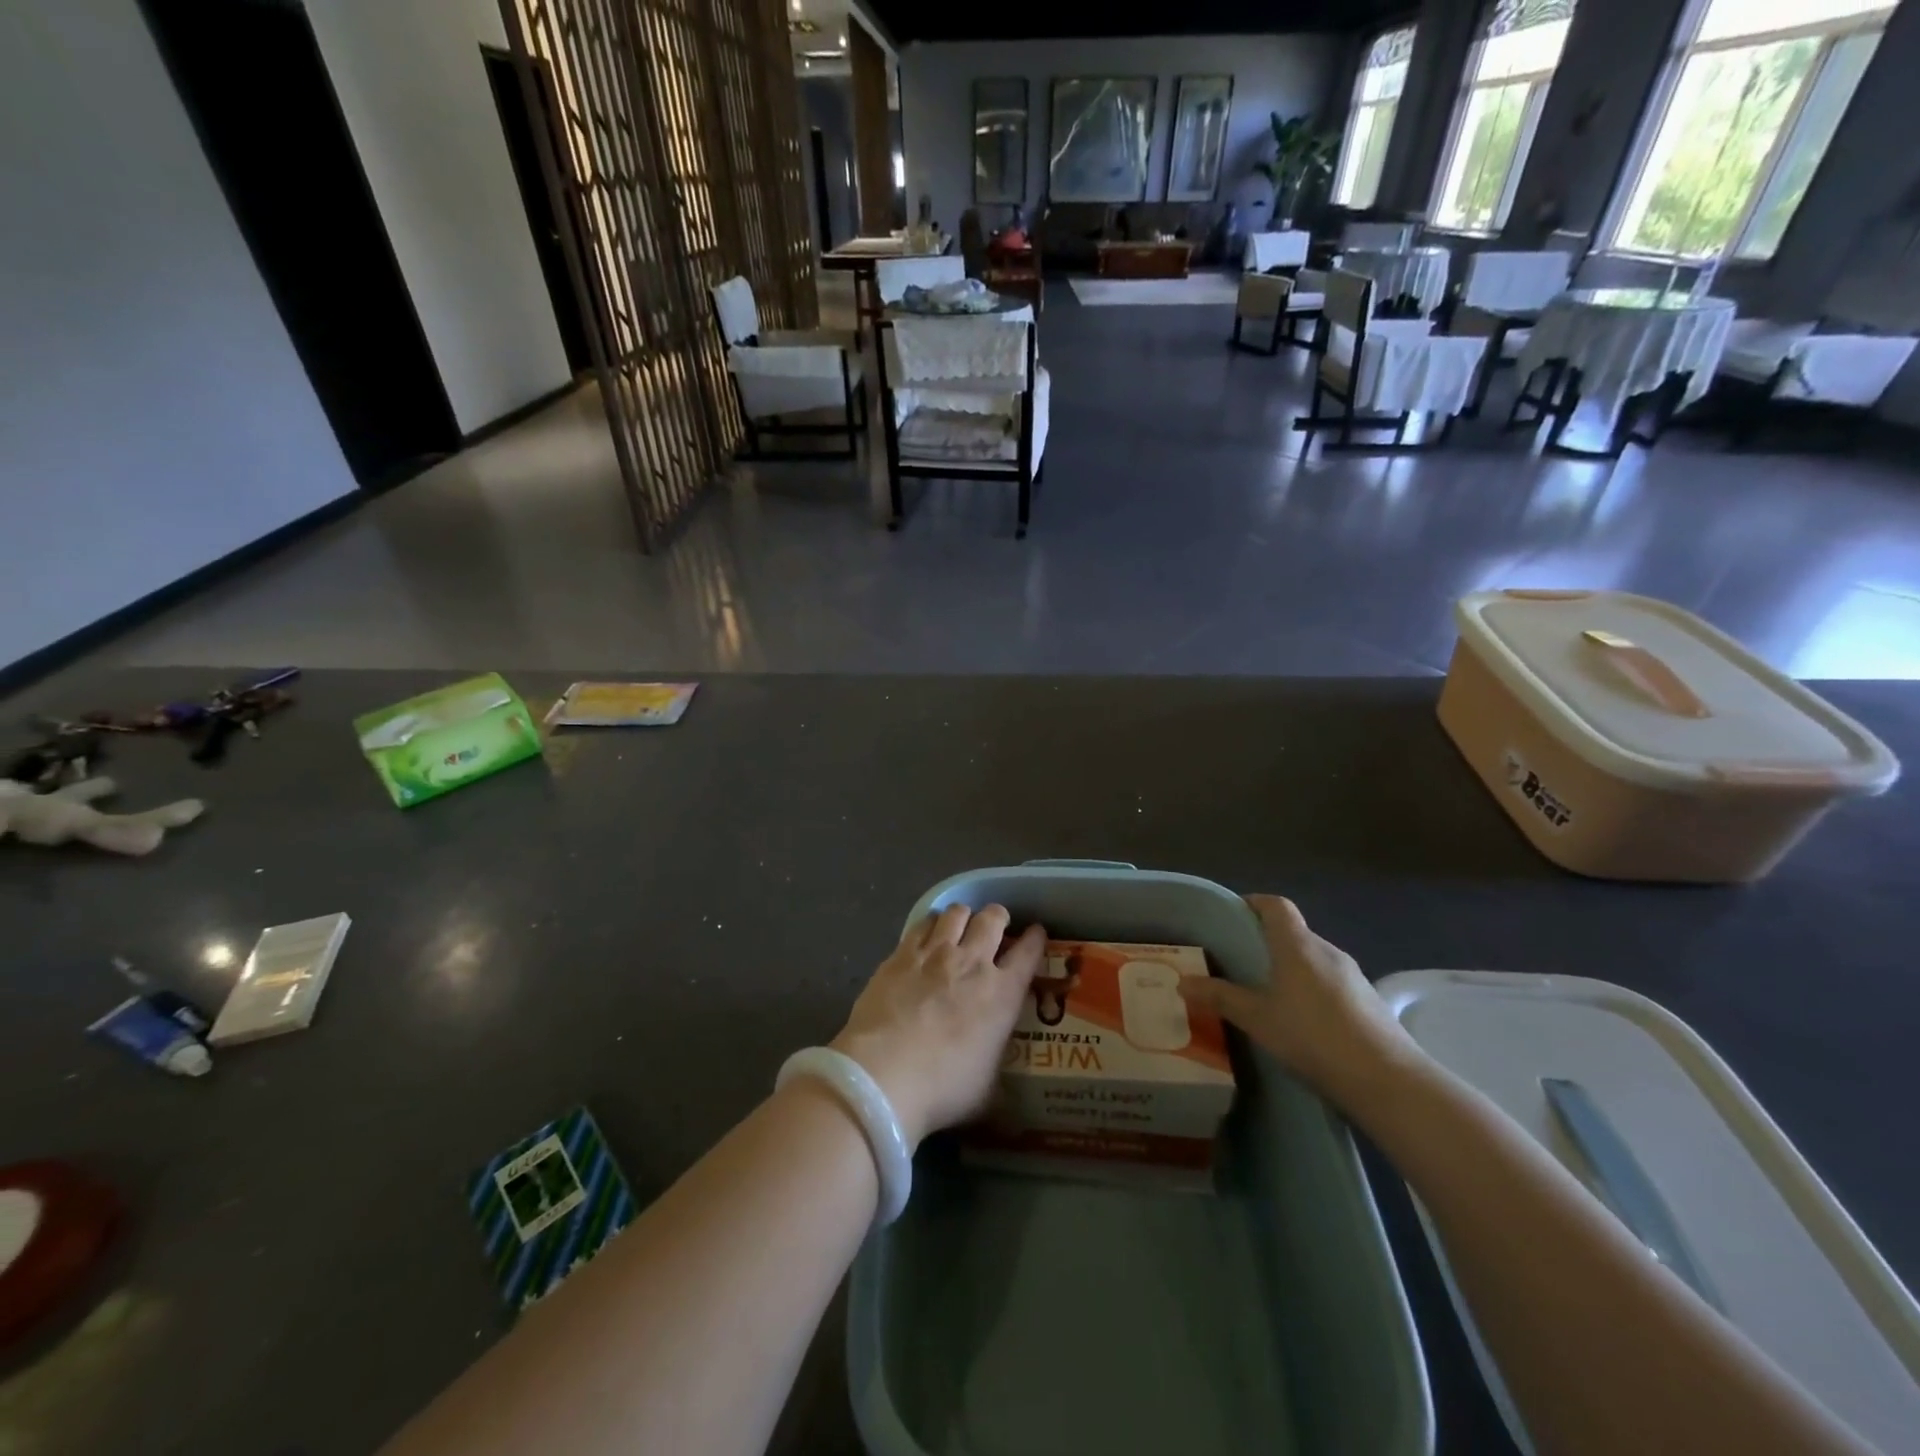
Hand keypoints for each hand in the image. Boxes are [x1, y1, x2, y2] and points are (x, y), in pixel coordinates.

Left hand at [832, 904, 1045, 1148]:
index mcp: (1003, 993)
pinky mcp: (901, 953)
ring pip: (957, 913)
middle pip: (993, 919)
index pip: (1029, 953)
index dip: (1035, 939)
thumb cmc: (943, 1088)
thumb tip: (995, 1067)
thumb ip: (995, 1065)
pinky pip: (922, 922)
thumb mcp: (987, 1088)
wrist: (885, 1074)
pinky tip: (926, 934)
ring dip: (963, 916)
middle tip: (995, 926)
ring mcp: (935, 953)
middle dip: (998, 917)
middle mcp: (973, 962)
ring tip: (959, 925)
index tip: (1036, 934)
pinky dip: (930, 924)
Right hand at [1177, 895, 1419, 1104]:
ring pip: (1313, 959)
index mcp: (1298, 945)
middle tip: (1241, 961)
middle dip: (1267, 941)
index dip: (1254, 903)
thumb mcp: (1258, 1019)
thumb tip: (1183, 982)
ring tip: (1268, 993)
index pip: (1276, 905)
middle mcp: (1327, 950)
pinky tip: (1303, 1020)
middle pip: (1294, 932)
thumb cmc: (1313, 1036)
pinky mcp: (1369, 1000)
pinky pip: (1331, 982)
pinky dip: (1312, 989)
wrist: (1387, 1079)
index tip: (1233, 916)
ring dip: (1291, 967)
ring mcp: (1353, 975)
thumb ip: (1221, 998)